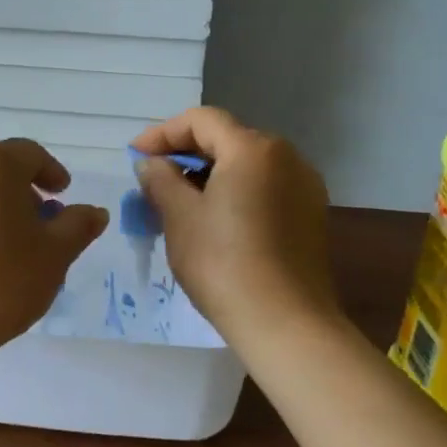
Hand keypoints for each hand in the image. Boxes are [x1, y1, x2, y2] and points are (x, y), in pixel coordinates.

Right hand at [131, 108, 339, 343]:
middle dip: (186, 154)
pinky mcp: (311, 216)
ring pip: (246, 165)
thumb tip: (151, 163)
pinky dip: (235, 193)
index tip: (135, 157)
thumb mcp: (180, 216)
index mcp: (253, 149)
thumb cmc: (224, 263)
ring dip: (209, 175)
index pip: (201, 120)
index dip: (163, 133)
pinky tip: (214, 221)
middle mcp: (286, 157)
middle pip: (226, 139)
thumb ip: (161, 179)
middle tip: (154, 180)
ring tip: (179, 204)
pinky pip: (264, 188)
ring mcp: (304, 187)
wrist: (287, 325)